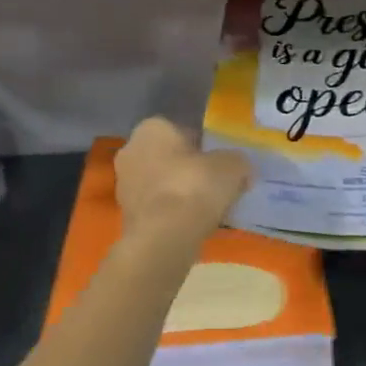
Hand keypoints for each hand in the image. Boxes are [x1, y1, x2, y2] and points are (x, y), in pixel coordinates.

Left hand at [114, 117, 250, 235]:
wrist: (164, 236)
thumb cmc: (195, 186)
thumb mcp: (232, 166)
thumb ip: (238, 161)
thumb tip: (241, 169)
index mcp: (152, 128)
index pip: (183, 131)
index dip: (205, 147)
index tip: (222, 165)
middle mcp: (131, 150)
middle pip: (170, 157)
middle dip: (190, 169)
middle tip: (216, 186)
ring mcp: (124, 184)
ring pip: (162, 183)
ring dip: (180, 192)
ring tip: (207, 208)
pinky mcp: (126, 214)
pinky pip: (157, 207)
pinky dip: (172, 212)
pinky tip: (192, 225)